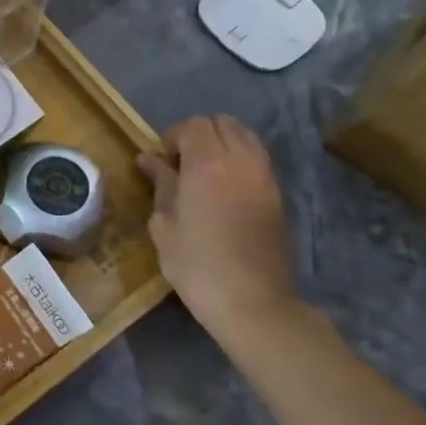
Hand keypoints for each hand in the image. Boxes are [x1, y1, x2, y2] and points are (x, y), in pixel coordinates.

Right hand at [137, 116, 310, 353]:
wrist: (253, 302)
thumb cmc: (197, 264)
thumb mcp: (164, 224)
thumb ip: (160, 184)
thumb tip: (149, 159)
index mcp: (208, 164)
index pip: (193, 125)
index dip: (172, 136)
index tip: (160, 161)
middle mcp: (240, 160)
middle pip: (222, 122)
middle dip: (199, 133)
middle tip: (181, 162)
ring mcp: (264, 176)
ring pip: (244, 136)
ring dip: (222, 143)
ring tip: (204, 172)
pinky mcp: (277, 194)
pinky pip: (257, 158)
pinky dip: (239, 159)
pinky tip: (224, 188)